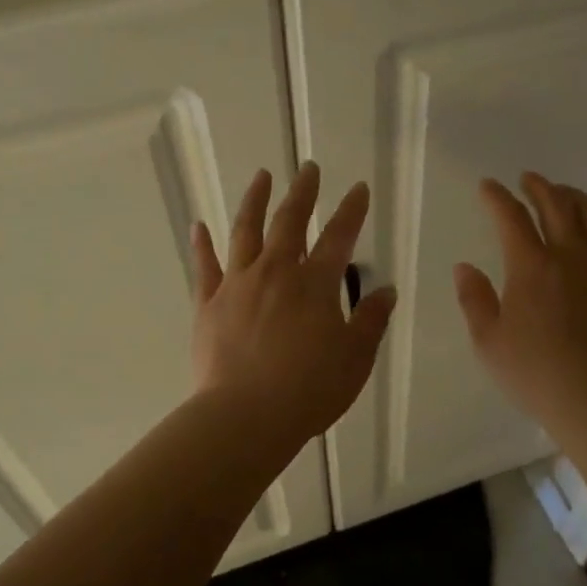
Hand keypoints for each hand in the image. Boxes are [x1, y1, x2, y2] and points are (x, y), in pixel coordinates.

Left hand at [190, 162, 397, 449]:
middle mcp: (276, 272)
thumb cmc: (309, 390)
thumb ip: (371, 321)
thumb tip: (387, 291)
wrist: (246, 417)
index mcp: (315, 285)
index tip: (358, 188)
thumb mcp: (355, 359)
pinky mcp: (208, 304)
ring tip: (262, 176)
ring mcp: (238, 285)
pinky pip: (204, 266)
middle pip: (290, 222)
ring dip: (255, 200)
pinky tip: (199, 225)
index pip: (339, 237)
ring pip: (246, 231)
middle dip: (303, 192)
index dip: (351, 210)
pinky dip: (202, 244)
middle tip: (308, 168)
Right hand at [454, 173, 586, 437]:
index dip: (497, 197)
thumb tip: (464, 267)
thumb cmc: (535, 373)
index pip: (511, 216)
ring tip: (563, 195)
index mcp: (532, 266)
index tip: (487, 186)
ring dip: (573, 197)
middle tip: (528, 179)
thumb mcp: (489, 342)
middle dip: (539, 186)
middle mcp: (571, 254)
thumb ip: (474, 299)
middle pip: (556, 204)